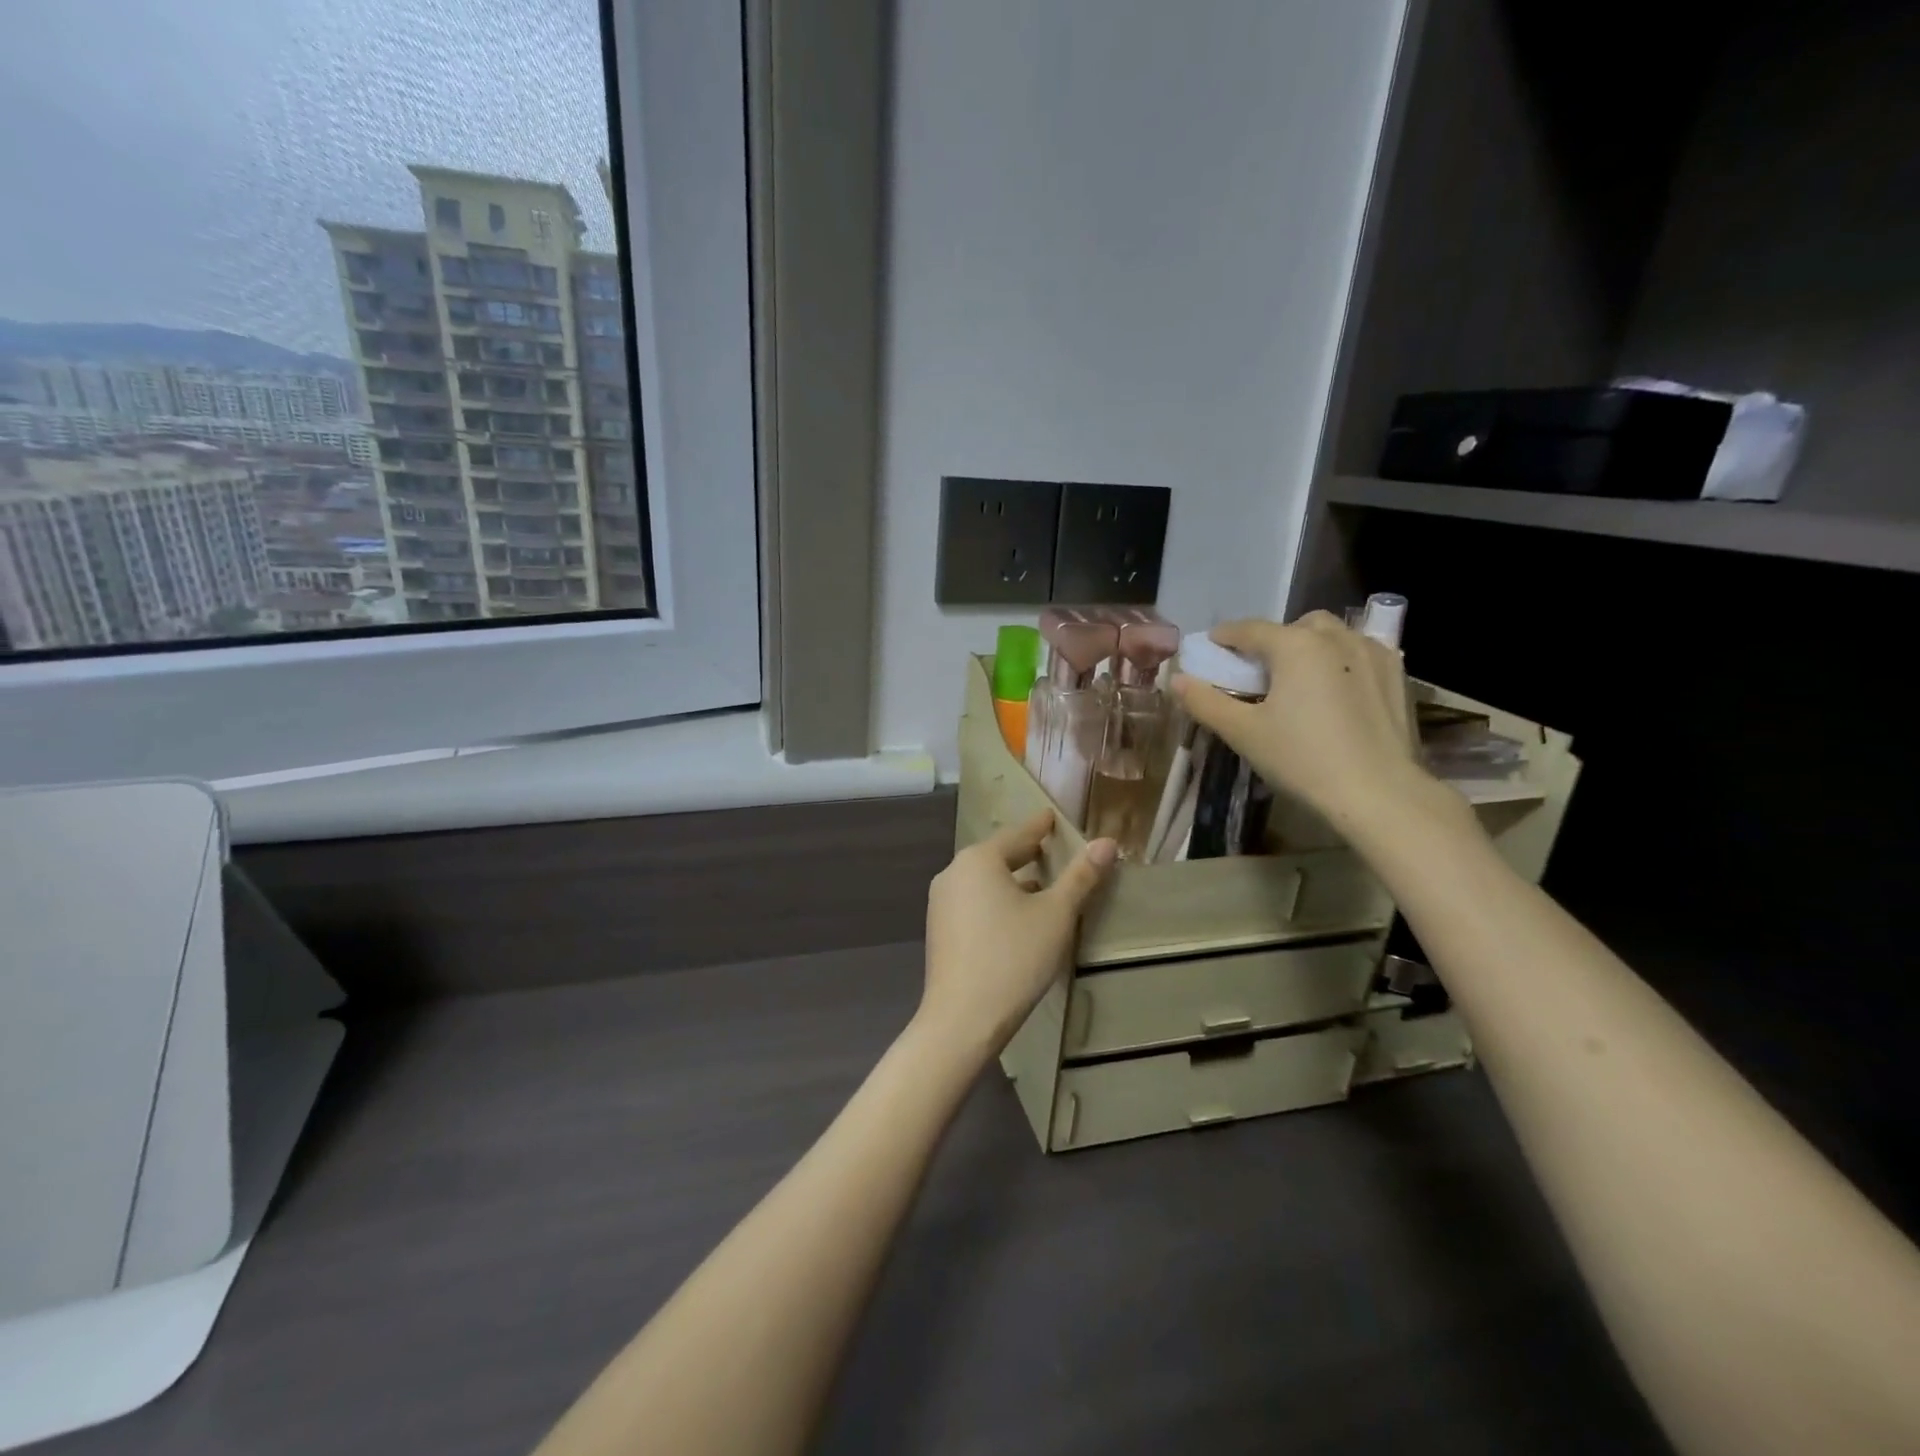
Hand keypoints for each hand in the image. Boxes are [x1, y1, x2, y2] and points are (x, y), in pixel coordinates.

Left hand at [918, 810, 1116, 1058]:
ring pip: (985, 881)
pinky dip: (997, 900)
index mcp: (979, 860)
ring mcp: (941, 903)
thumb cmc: (1013, 958)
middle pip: (998, 856)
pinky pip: (974, 902)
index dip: (1040, 826)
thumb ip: (1081, 876)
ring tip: (1042, 885)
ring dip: (1013, 880)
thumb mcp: (1055, 915)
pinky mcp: (939, 930)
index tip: (1053, 817)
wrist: (961, 1020)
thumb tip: (1107, 842)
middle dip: (1027, 854)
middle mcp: (953, 873)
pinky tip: (1016, 917)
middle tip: (1053, 849)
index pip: (1018, 834)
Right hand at [1172, 612, 1429, 834]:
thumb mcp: (1243, 733)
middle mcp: (1336, 637)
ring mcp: (1373, 653)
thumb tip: (1176, 680)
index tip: (1211, 646)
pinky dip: (1342, 661)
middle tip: (1260, 671)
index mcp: (1295, 645)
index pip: (1250, 629)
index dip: (1226, 636)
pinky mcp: (1398, 676)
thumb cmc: (1302, 759)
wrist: (1378, 793)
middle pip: (1296, 626)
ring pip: (1333, 635)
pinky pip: (1362, 653)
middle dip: (1274, 640)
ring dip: (1311, 646)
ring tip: (1300, 679)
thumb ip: (1205, 702)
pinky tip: (1337, 690)